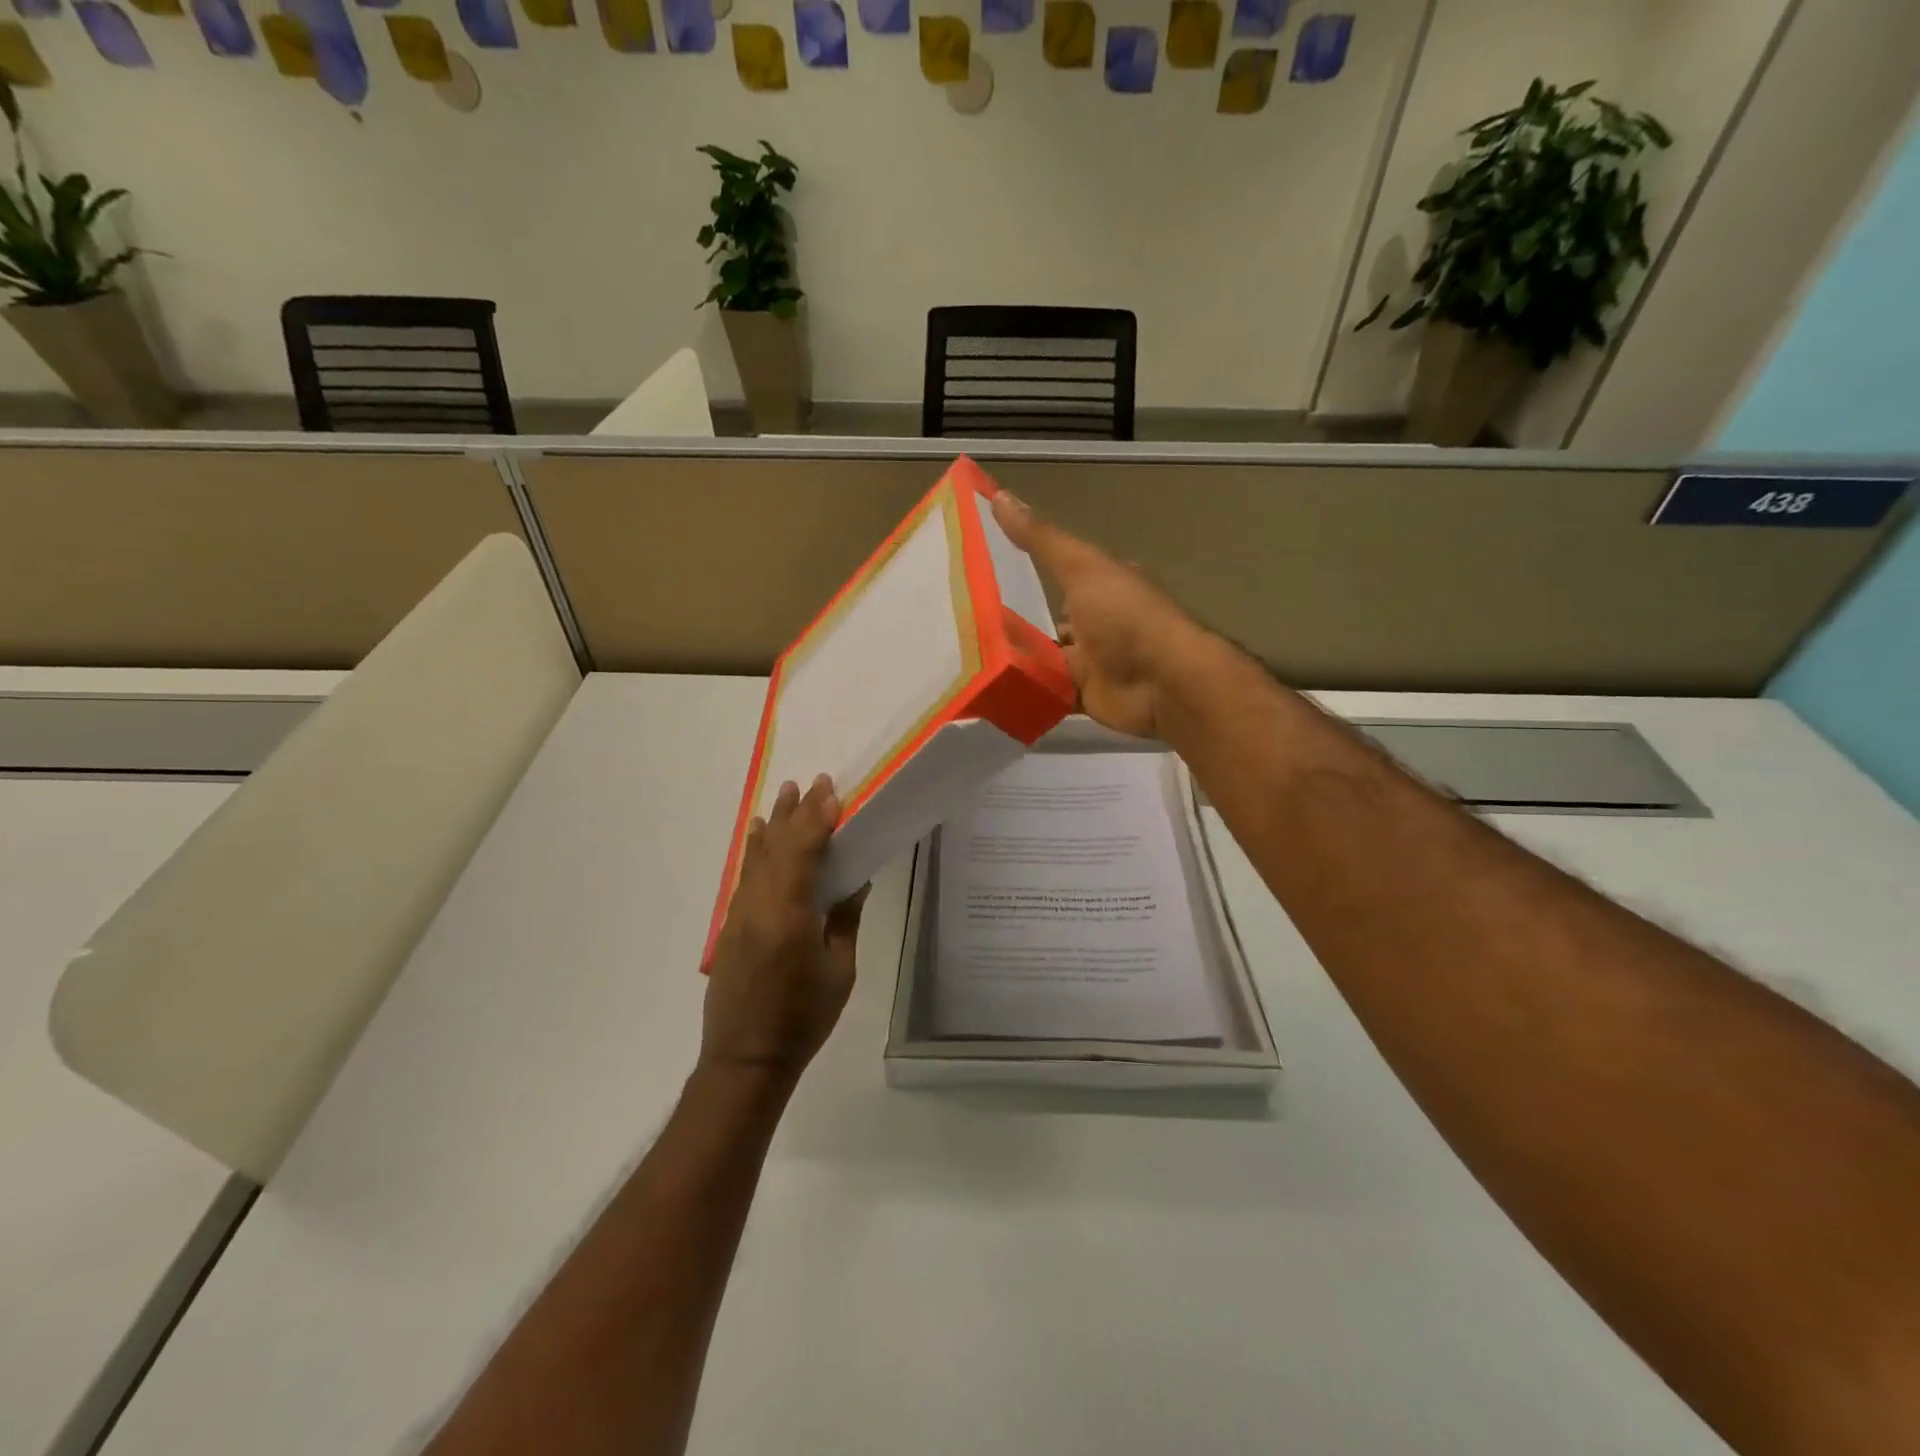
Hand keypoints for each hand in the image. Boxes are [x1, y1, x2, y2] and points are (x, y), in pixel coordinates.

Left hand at [702, 774, 865, 1082]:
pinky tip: (759, 836)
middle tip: (814, 782)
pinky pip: (745, 876)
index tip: (832, 793)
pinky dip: (755, 850)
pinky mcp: (729, 926)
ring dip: (774, 824)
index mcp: (788, 915)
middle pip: (778, 846)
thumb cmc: (802, 1018)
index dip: (817, 820)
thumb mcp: (839, 970)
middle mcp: (758, 906)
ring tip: (786, 793)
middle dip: (797, 813)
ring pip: (757, 857)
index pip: (802, 852)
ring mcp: (739, 914)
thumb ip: (844, 920)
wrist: (746, 1059)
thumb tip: (853, 882)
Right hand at [991, 490, 1208, 739]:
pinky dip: (1027, 692)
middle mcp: (1097, 623)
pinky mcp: (1086, 699)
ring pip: (1045, 660)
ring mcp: (1092, 664)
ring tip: (967, 657)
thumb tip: (999, 496)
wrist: (1163, 682)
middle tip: (964, 625)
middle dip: (1014, 626)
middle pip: (1048, 623)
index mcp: (1101, 587)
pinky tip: (992, 688)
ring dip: (1017, 660)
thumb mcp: (1080, 567)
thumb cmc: (1124, 616)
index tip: (984, 577)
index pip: (1060, 577)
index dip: (1025, 575)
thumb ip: (1041, 539)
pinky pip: (1050, 694)